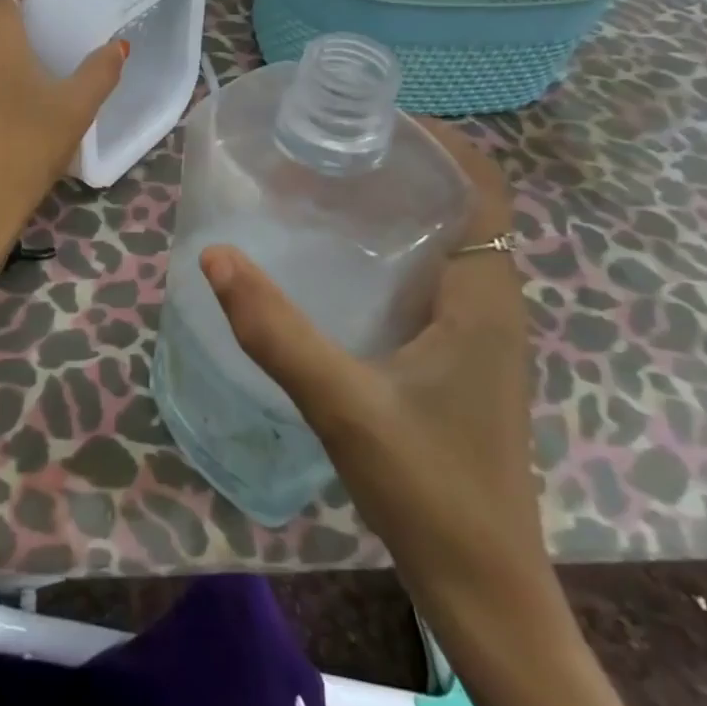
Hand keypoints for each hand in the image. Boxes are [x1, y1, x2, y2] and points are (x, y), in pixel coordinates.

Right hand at [199, 120, 545, 605]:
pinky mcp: (459, 355)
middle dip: (402, 165)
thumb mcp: (341, 402)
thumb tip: (215, 255)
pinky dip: (393, 249)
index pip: (480, 184)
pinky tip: (339, 262)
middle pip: (459, 203)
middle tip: (329, 148)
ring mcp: (478, 330)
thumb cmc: (428, 486)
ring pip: (444, 241)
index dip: (438, 139)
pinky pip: (432, 277)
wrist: (483, 586)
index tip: (371, 119)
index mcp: (483, 292)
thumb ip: (274, 329)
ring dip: (396, 206)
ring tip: (326, 188)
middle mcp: (490, 299)